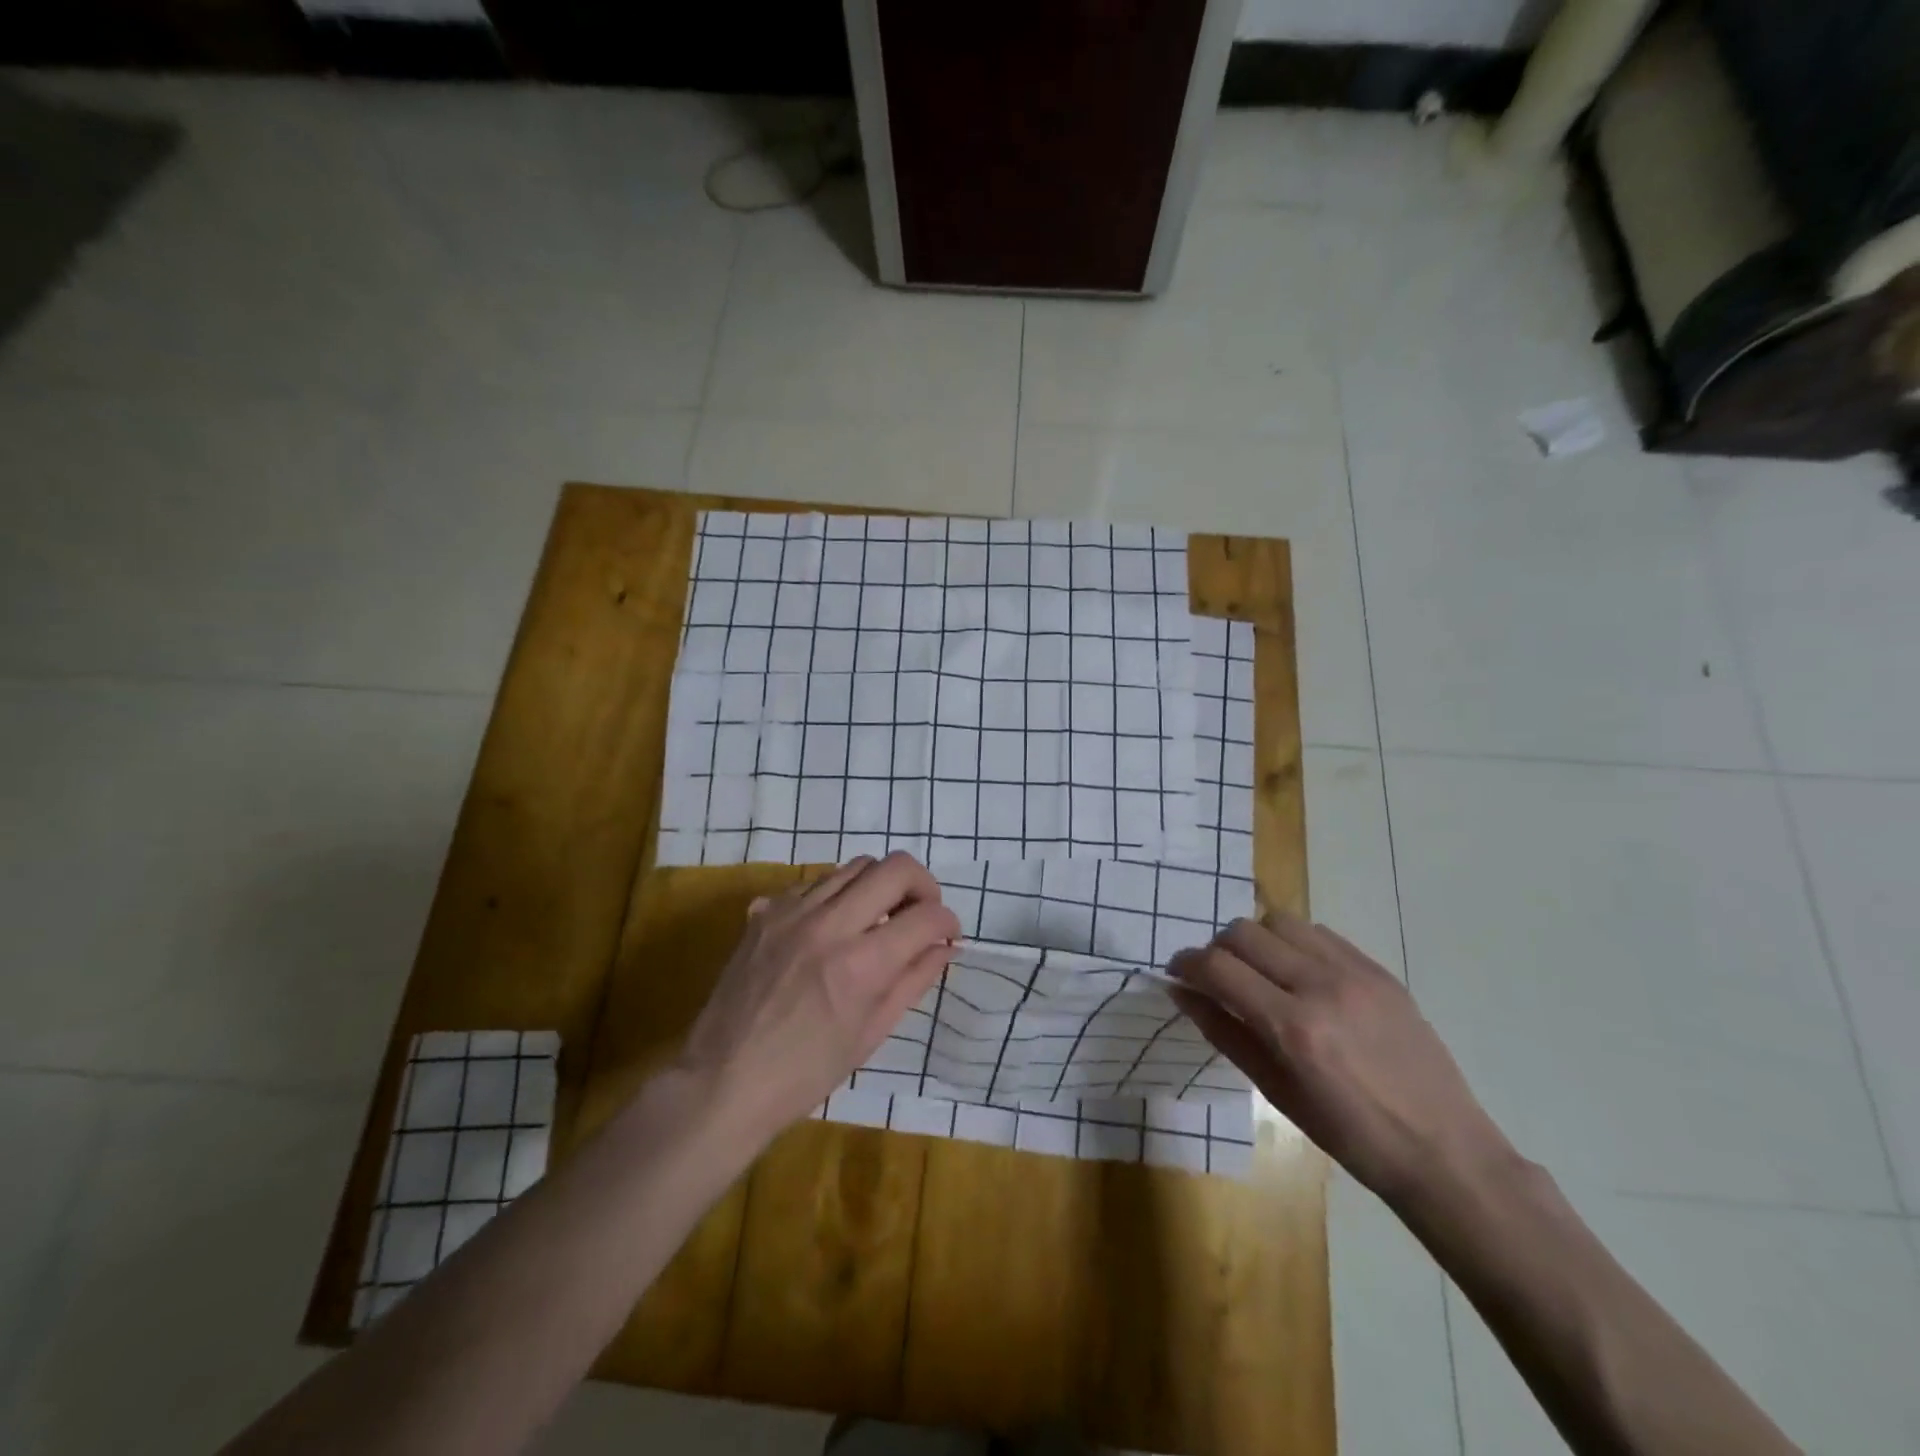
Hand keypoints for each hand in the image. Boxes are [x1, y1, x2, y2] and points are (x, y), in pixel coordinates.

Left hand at [675, 852, 960, 1147]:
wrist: (722, 1081)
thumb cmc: (805, 1073)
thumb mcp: (871, 1034)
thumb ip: (913, 980)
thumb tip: (945, 946)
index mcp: (861, 965)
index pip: (926, 915)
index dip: (948, 922)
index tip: (948, 935)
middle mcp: (829, 924)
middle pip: (895, 867)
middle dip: (922, 886)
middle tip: (921, 913)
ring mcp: (791, 912)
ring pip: (854, 866)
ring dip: (878, 887)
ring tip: (878, 918)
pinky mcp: (765, 912)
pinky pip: (814, 884)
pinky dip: (836, 896)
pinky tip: (833, 928)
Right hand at [1169, 913, 1516, 1205]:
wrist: (1444, 1151)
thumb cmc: (1351, 1137)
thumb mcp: (1277, 1093)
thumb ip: (1224, 1033)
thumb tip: (1182, 994)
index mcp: (1292, 1027)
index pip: (1217, 968)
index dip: (1185, 964)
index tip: (1177, 974)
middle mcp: (1321, 986)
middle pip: (1243, 932)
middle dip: (1217, 950)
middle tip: (1217, 979)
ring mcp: (1355, 972)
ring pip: (1280, 921)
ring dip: (1256, 940)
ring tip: (1261, 973)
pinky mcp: (1379, 970)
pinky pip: (1319, 933)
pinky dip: (1295, 945)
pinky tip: (1301, 976)